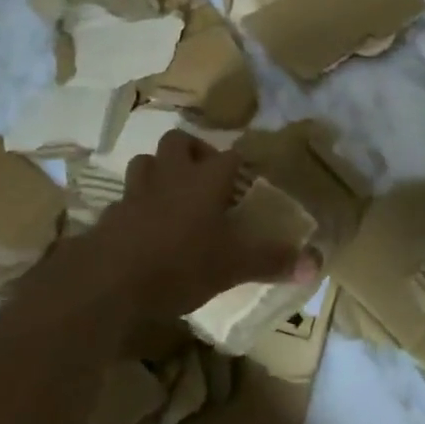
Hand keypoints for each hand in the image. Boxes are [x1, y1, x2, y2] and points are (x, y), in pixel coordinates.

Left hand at [89, 130, 313, 319]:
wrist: (108, 282)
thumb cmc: (180, 264)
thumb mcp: (233, 266)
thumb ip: (272, 262)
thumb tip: (316, 264)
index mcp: (205, 180)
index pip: (231, 155)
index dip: (241, 163)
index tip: (250, 176)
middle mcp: (171, 175)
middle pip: (179, 141)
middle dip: (194, 151)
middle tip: (207, 177)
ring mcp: (136, 192)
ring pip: (146, 162)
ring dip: (160, 170)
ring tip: (174, 194)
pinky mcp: (111, 215)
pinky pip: (126, 198)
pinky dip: (137, 206)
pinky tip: (145, 227)